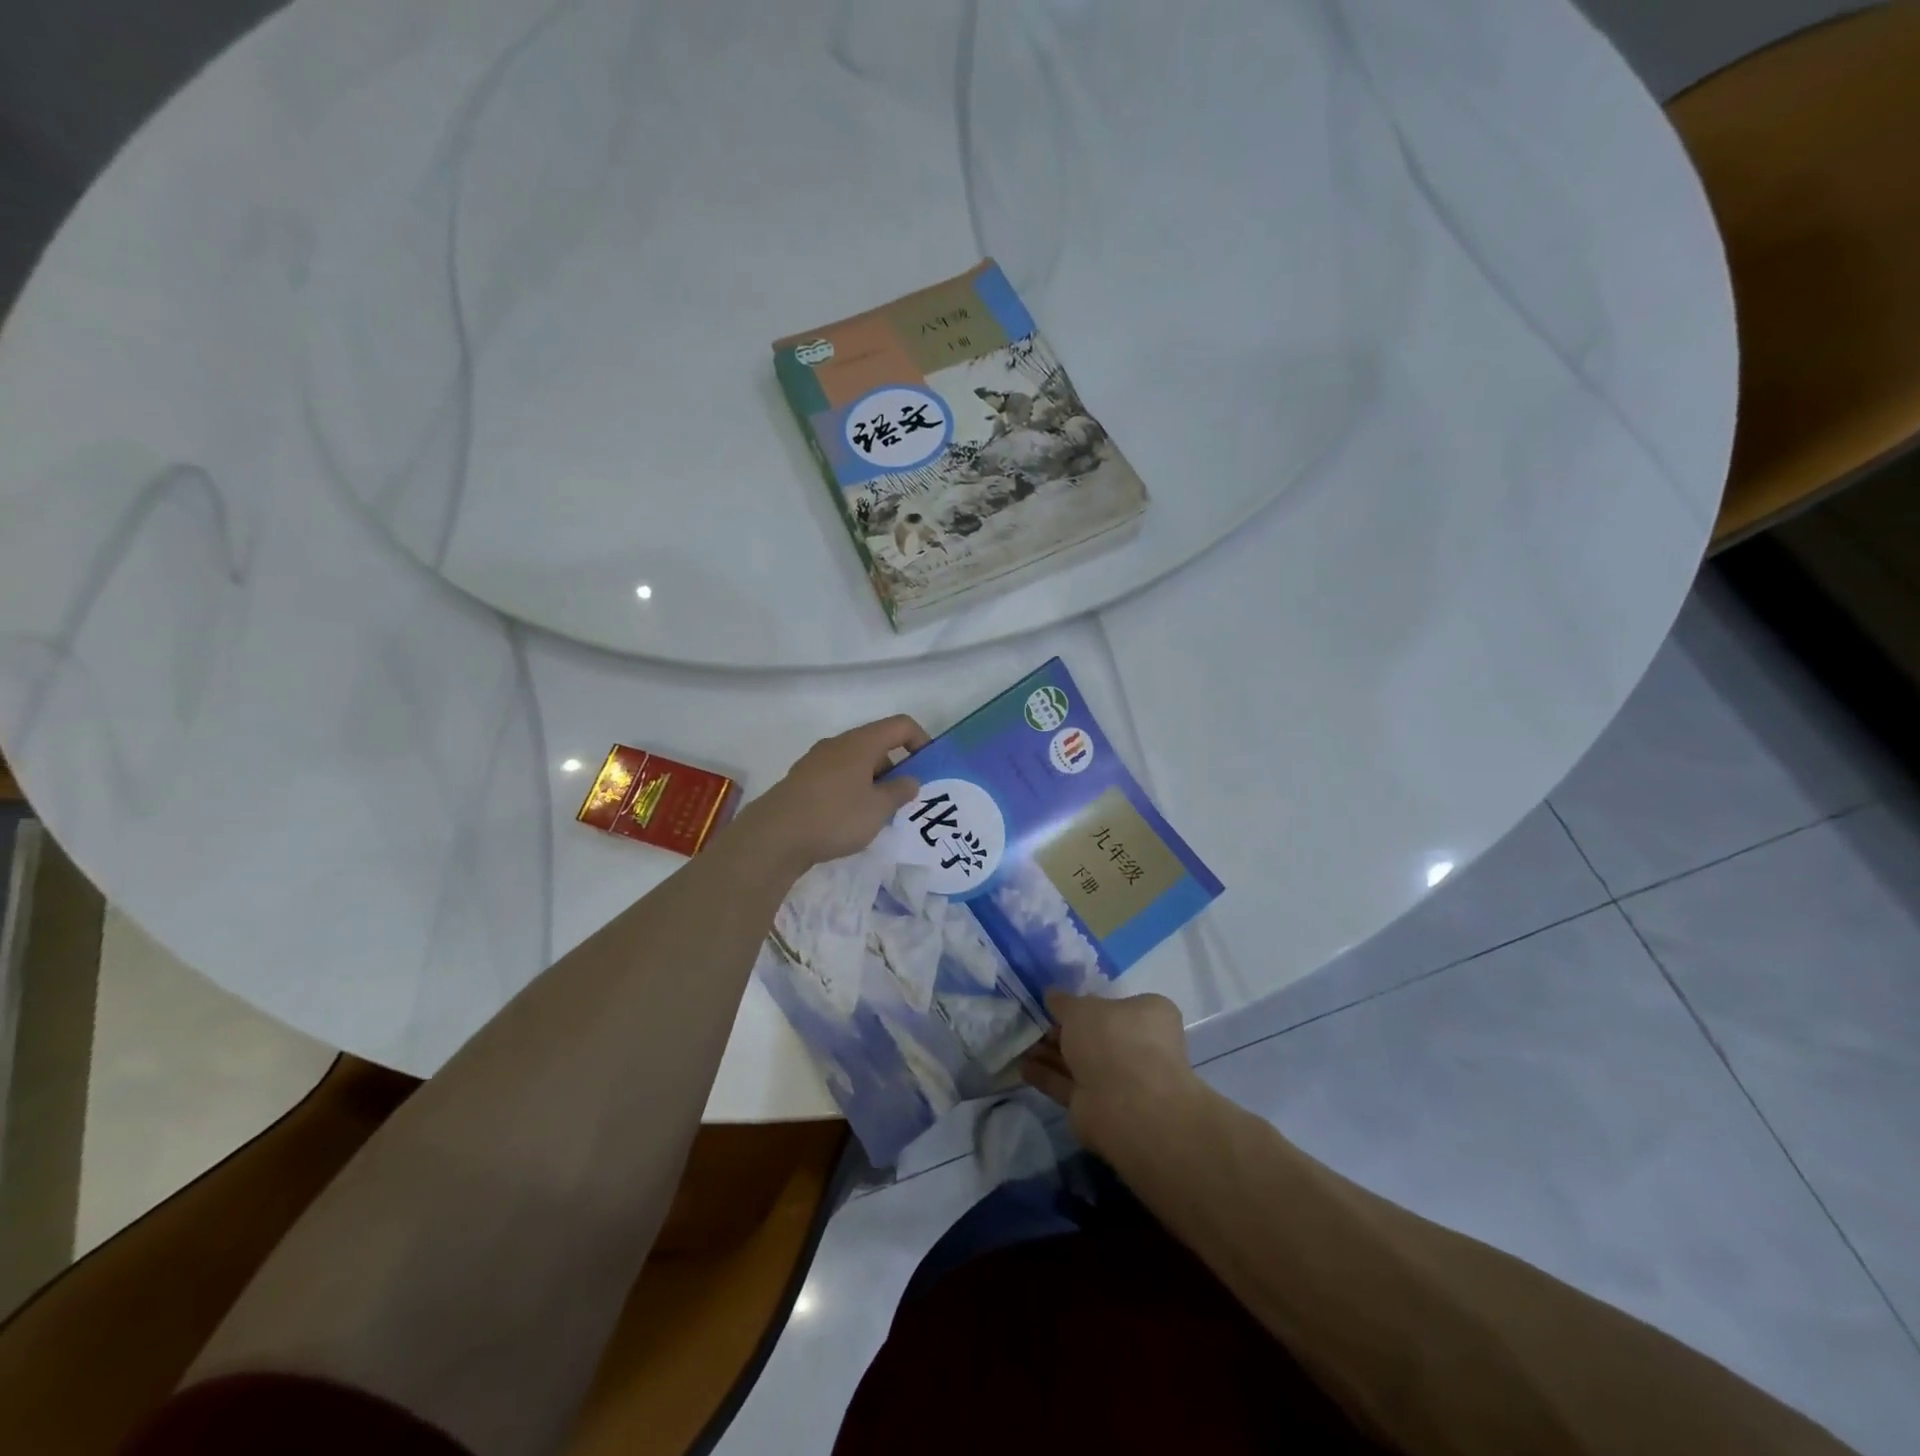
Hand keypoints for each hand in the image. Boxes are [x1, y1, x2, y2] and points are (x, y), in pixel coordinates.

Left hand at [737, 715, 930, 873]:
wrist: (774, 836)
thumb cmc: (835, 816)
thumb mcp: (878, 808)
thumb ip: (899, 791)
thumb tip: (910, 779)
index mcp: (861, 742)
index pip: (900, 725)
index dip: (921, 741)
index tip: (929, 769)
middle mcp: (838, 744)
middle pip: (877, 744)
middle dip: (897, 767)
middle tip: (906, 799)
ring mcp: (816, 761)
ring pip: (856, 763)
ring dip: (874, 782)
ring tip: (880, 814)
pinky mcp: (802, 781)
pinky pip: (838, 777)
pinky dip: (853, 790)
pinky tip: (851, 819)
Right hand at [1022, 990, 1201, 1158]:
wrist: (1125, 1105)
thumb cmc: (1112, 1039)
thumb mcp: (1081, 1008)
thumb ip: (1064, 1002)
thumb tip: (1053, 996)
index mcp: (1148, 1016)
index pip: (1115, 1005)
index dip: (1085, 1003)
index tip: (1056, 1004)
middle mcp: (1138, 1047)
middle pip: (1094, 1035)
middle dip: (1062, 1031)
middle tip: (1033, 1025)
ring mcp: (1120, 1080)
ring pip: (1080, 1062)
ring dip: (1051, 1054)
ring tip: (1021, 1046)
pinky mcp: (1099, 1107)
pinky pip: (1069, 1086)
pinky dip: (1048, 1077)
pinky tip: (1023, 1068)